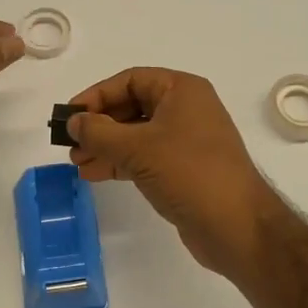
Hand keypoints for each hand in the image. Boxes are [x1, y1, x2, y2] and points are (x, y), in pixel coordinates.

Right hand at [67, 67, 289, 279]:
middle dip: (100, 125)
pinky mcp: (184, 168)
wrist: (237, 226)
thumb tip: (73, 122)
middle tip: (71, 144)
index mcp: (182, 90)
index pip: (131, 80)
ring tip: (77, 163)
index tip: (70, 116)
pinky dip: (121, 162)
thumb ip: (99, 132)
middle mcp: (186, 109)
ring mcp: (186, 140)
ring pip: (136, 134)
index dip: (97, 95)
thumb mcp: (138, 148)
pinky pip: (145, 156)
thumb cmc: (189, 173)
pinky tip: (96, 174)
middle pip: (132, 106)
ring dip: (106, 146)